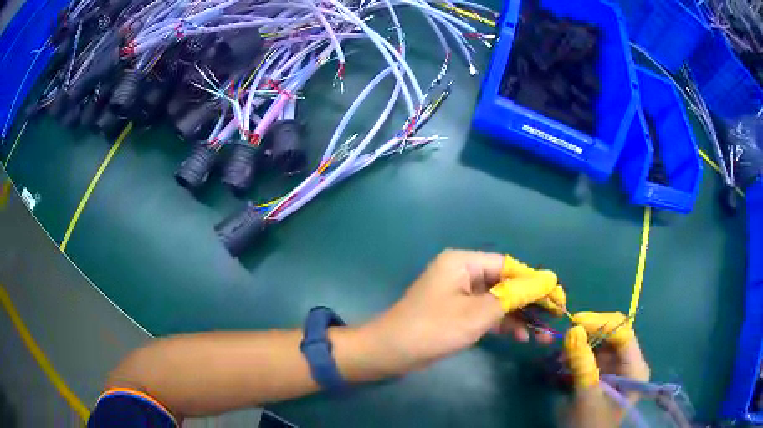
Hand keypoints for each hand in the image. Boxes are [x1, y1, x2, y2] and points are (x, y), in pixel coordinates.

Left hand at [364, 250, 562, 374]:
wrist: (389, 353)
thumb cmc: (433, 329)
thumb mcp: (478, 314)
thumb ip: (514, 296)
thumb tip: (548, 278)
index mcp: (464, 263)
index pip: (510, 266)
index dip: (535, 281)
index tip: (557, 297)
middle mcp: (463, 273)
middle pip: (506, 283)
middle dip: (530, 302)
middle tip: (554, 318)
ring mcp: (459, 294)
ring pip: (498, 301)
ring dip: (519, 317)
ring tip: (542, 335)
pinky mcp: (457, 313)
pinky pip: (486, 314)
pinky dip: (502, 324)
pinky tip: (521, 337)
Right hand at [564, 312, 649, 388]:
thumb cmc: (589, 424)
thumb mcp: (586, 396)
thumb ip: (582, 363)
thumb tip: (573, 329)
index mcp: (635, 367)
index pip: (623, 332)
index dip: (600, 322)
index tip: (574, 321)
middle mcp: (630, 362)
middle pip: (614, 334)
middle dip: (589, 333)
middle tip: (565, 337)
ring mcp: (619, 367)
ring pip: (602, 342)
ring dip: (582, 344)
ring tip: (562, 354)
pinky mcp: (607, 372)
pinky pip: (594, 354)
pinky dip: (579, 354)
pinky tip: (566, 361)